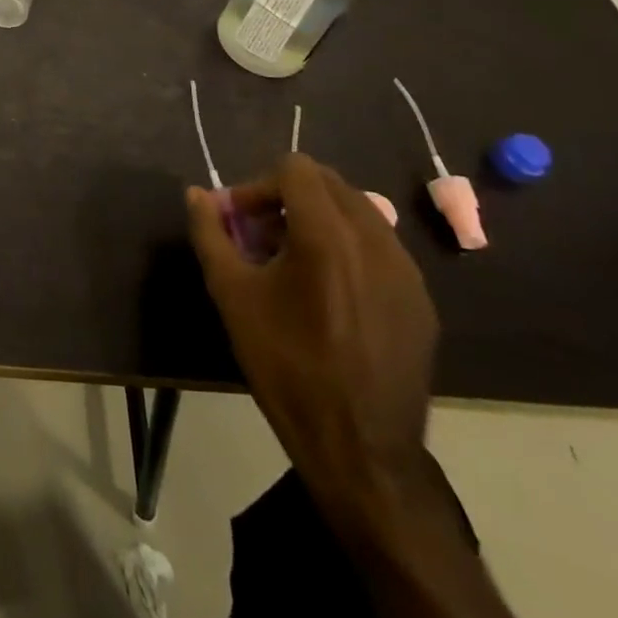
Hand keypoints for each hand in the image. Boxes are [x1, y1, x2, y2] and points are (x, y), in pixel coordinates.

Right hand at [186, 155, 438, 523]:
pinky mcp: (421, 300)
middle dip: (288, 198)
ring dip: (319, 220)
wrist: (360, 448)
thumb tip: (195, 194)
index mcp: (326, 234)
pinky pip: (381, 248)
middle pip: (328, 183)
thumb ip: (210, 233)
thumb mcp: (232, 295)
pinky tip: (330, 295)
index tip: (242, 222)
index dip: (259, 186)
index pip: (295, 168)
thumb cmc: (286, 365)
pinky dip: (349, 249)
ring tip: (295, 264)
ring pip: (357, 212)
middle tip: (262, 237)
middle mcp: (374, 239)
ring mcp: (406, 270)